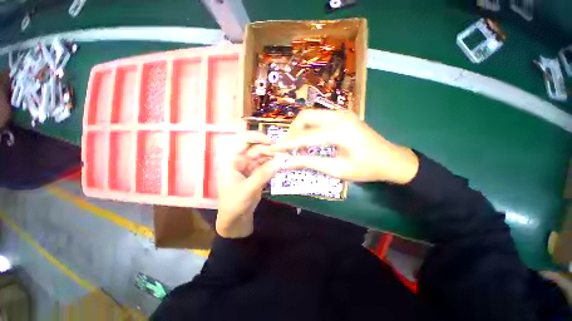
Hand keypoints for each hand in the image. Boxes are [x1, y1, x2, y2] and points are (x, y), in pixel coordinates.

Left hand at [216, 131, 278, 237]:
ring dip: (274, 157)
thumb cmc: (234, 204)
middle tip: (285, 152)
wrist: (235, 220)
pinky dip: (274, 165)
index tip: (271, 141)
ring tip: (286, 159)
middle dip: (270, 149)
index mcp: (233, 160)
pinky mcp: (257, 175)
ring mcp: (250, 168)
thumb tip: (279, 162)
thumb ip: (262, 175)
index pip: (243, 141)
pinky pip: (267, 166)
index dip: (256, 137)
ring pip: (264, 157)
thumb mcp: (247, 189)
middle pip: (257, 149)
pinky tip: (282, 165)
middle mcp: (242, 161)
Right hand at [274, 110, 418, 183]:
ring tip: (297, 143)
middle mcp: (339, 116)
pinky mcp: (343, 115)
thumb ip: (311, 163)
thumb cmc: (367, 168)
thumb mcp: (338, 170)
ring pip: (311, 114)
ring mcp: (342, 113)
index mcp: (340, 131)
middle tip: (288, 146)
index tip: (274, 148)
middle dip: (293, 130)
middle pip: (305, 116)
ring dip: (300, 127)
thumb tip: (289, 163)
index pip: (305, 137)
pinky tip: (309, 137)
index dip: (288, 144)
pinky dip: (310, 126)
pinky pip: (319, 117)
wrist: (391, 159)